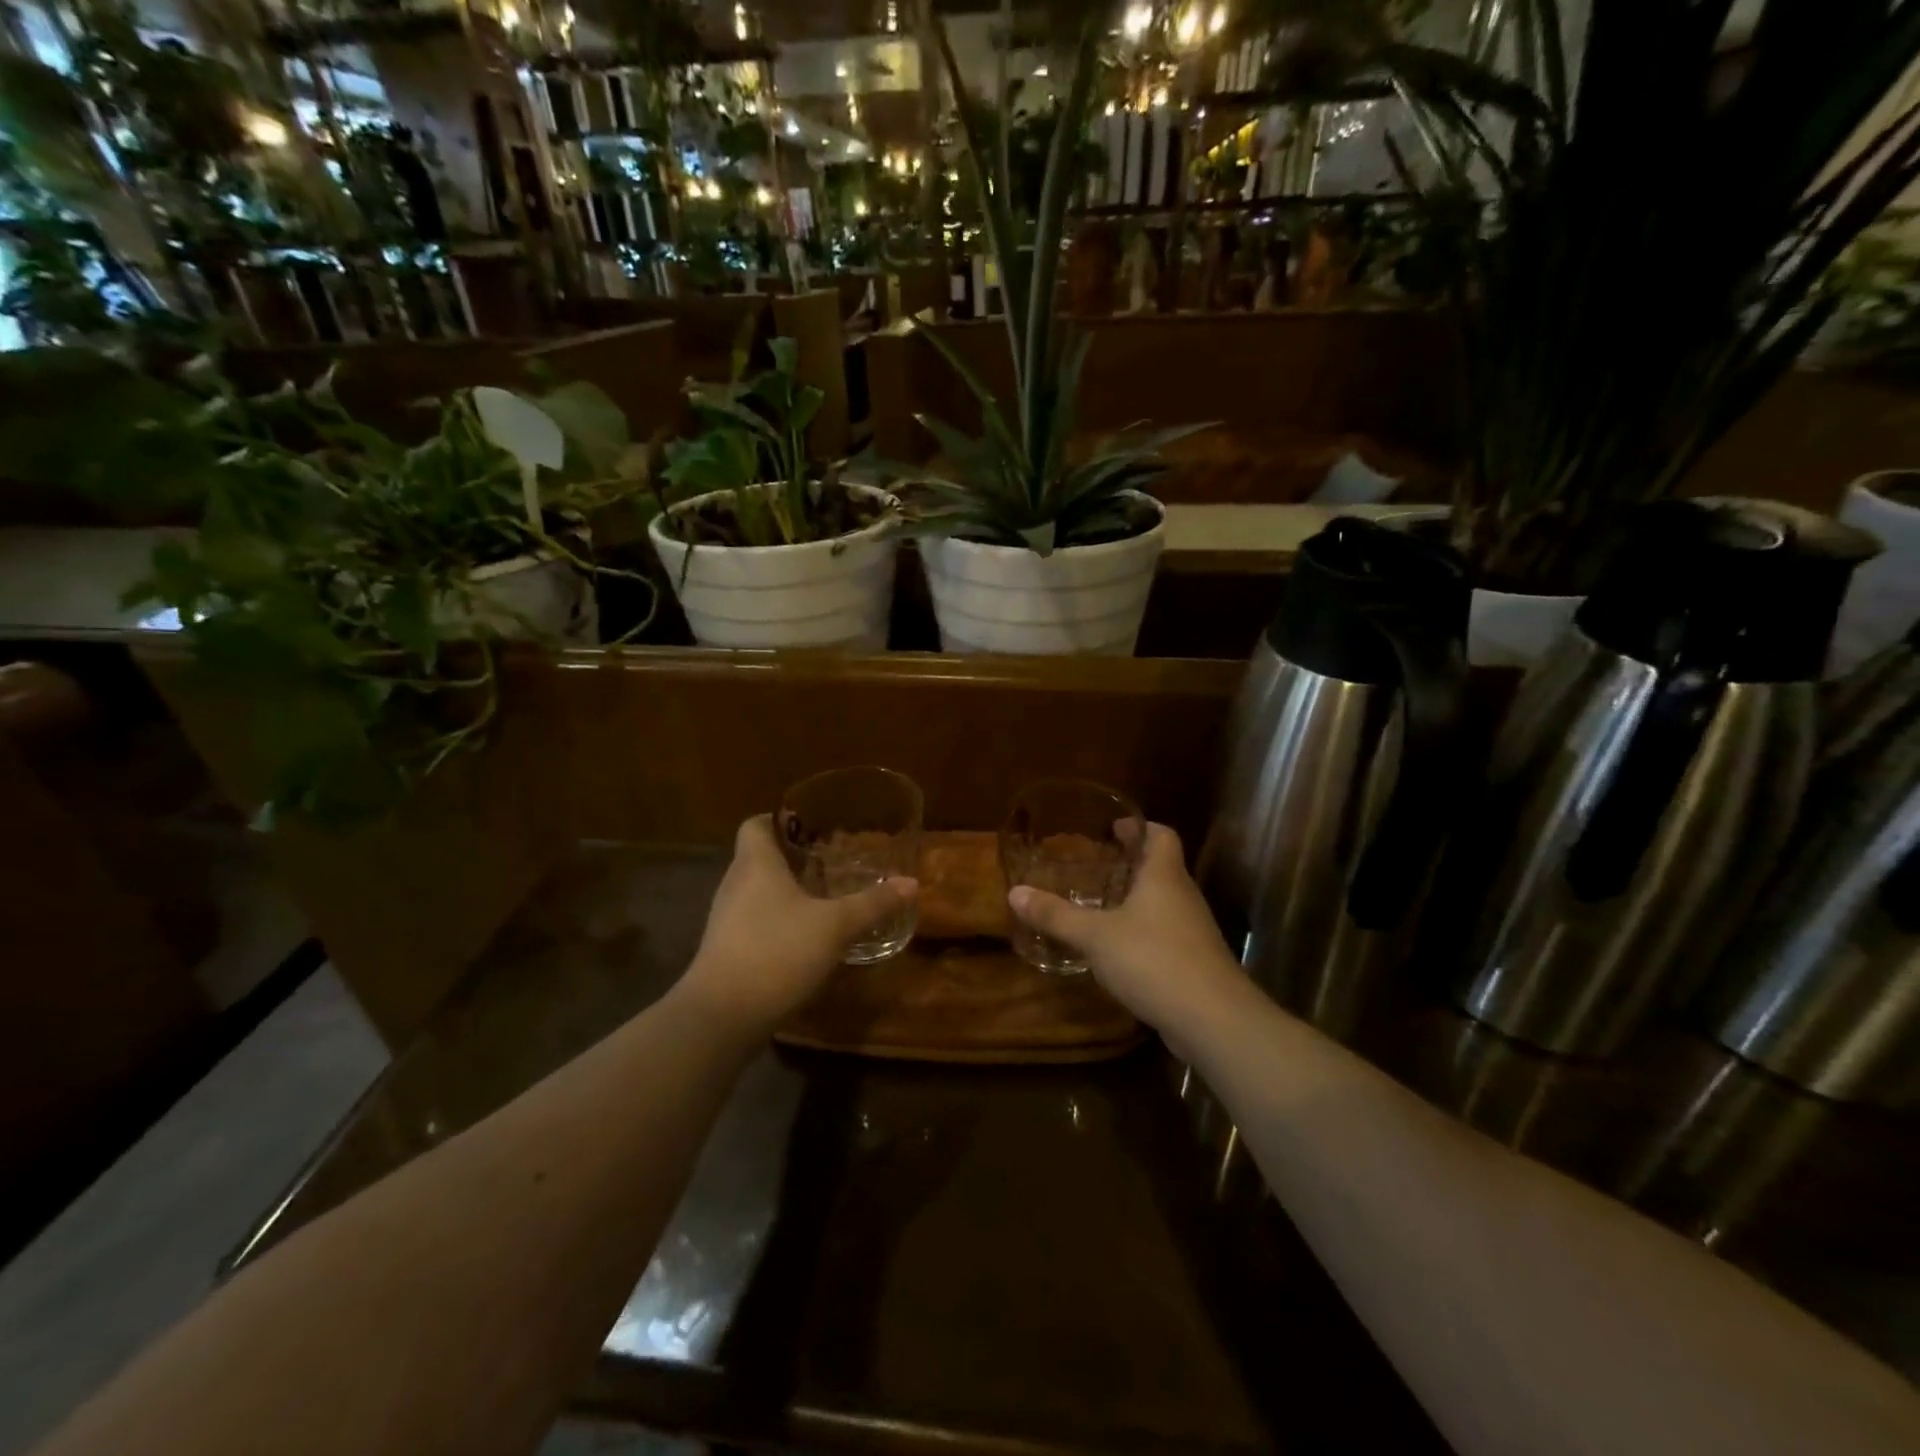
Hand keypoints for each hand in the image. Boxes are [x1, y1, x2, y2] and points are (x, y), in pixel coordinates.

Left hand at [682, 815, 917, 1030]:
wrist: (722, 1017)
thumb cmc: (777, 952)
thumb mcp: (835, 927)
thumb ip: (872, 904)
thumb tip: (912, 883)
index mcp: (755, 864)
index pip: (756, 824)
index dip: (781, 820)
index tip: (813, 827)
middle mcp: (735, 884)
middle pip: (759, 857)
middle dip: (793, 858)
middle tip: (831, 862)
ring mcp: (726, 919)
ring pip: (757, 892)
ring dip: (786, 892)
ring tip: (823, 898)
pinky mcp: (726, 950)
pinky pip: (753, 921)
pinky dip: (777, 921)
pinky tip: (805, 938)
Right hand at [1007, 823, 1241, 1042]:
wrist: (1213, 1020)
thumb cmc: (1153, 960)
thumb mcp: (1095, 936)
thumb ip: (1056, 915)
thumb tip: (1014, 892)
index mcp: (1164, 877)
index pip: (1162, 835)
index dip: (1140, 827)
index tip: (1114, 828)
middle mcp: (1184, 896)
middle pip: (1162, 867)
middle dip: (1132, 864)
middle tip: (1097, 865)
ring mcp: (1194, 931)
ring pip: (1165, 902)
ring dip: (1137, 899)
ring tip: (1102, 904)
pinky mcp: (1195, 961)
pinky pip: (1167, 933)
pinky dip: (1144, 931)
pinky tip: (1119, 948)